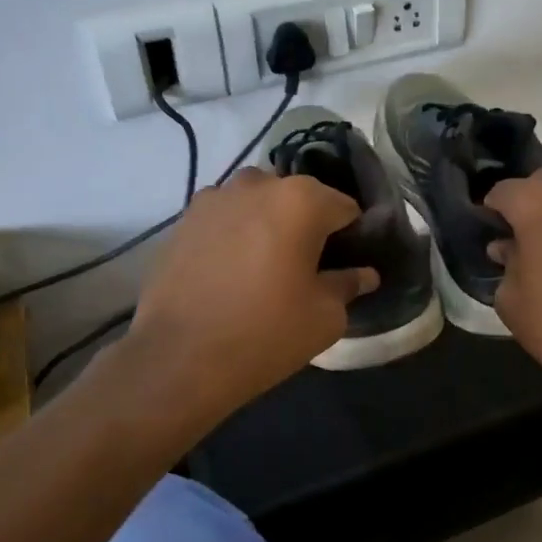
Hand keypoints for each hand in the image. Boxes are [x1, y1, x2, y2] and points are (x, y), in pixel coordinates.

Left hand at [124, 168, 377, 419]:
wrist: (177, 359)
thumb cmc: (265, 333)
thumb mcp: (324, 316)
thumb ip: (349, 284)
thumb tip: (364, 274)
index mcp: (302, 200)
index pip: (345, 207)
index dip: (352, 236)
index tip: (347, 264)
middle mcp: (259, 183)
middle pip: (299, 198)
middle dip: (308, 225)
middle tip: (306, 267)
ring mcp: (216, 196)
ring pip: (259, 202)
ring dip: (269, 223)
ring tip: (263, 266)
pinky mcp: (184, 217)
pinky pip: (225, 216)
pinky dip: (235, 232)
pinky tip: (230, 270)